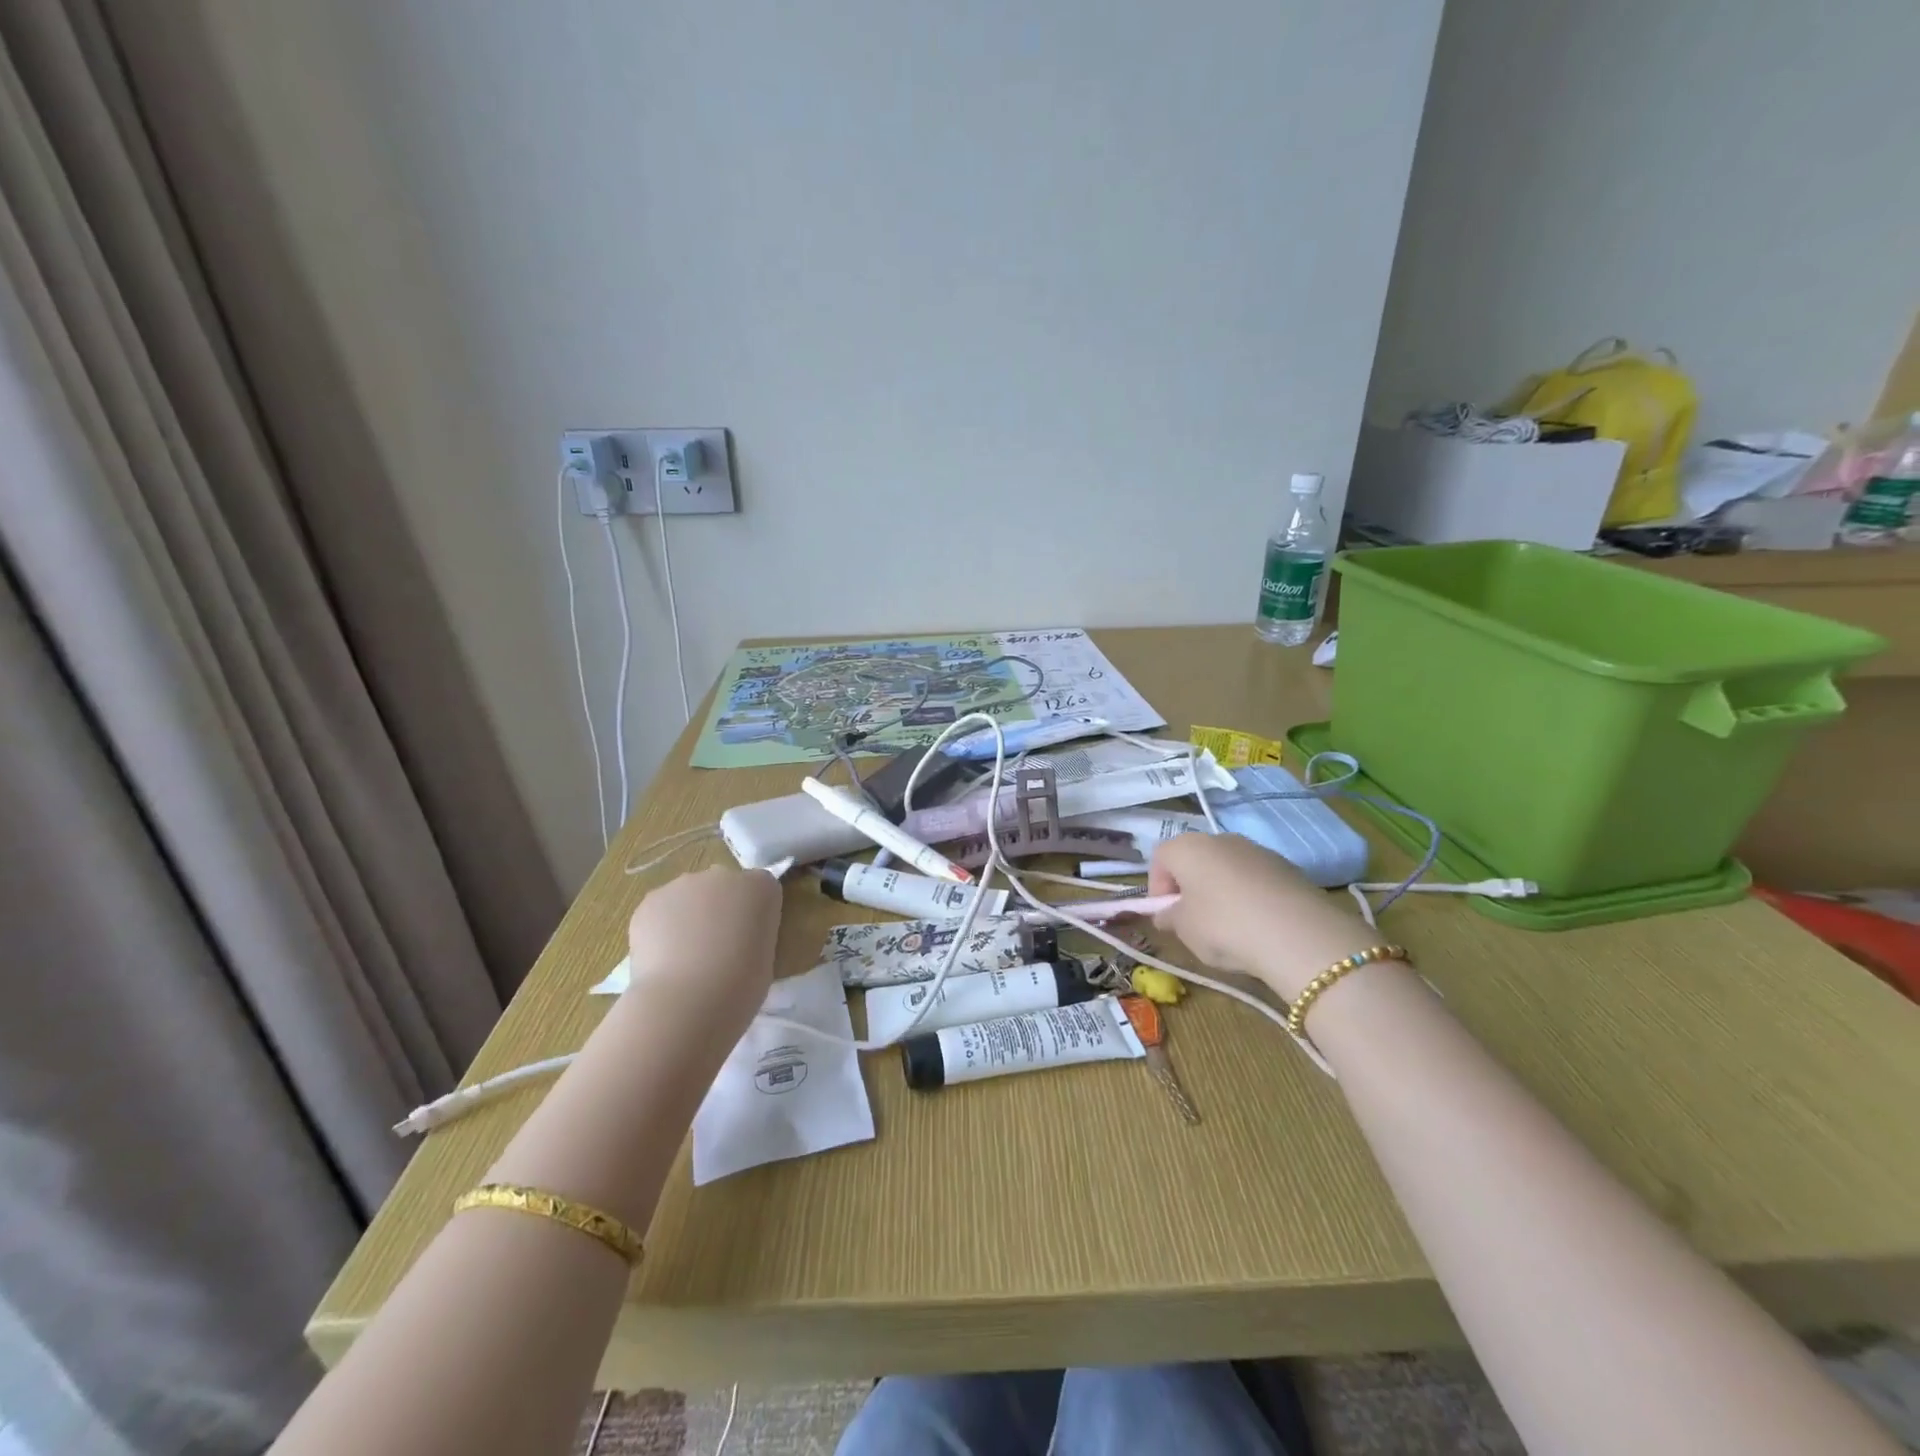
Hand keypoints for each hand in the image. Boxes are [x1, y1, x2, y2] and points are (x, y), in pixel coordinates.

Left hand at [624, 866, 781, 1016]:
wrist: (688, 1000)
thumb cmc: (742, 985)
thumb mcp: (766, 956)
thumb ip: (752, 935)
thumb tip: (733, 941)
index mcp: (762, 887)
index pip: (761, 889)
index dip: (753, 914)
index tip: (748, 940)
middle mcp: (724, 876)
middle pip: (723, 887)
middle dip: (719, 910)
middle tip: (714, 949)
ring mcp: (684, 885)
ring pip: (688, 897)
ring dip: (688, 918)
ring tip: (682, 959)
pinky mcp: (651, 900)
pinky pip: (660, 910)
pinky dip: (660, 929)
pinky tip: (661, 959)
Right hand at [1148, 834, 1379, 998]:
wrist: (1297, 935)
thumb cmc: (1224, 927)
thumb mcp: (1184, 930)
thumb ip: (1169, 918)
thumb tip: (1166, 914)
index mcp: (1187, 847)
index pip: (1160, 858)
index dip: (1157, 888)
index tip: (1166, 916)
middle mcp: (1220, 838)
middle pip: (1195, 859)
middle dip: (1190, 887)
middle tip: (1194, 921)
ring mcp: (1256, 849)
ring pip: (1227, 868)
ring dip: (1221, 891)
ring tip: (1230, 927)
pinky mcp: (1286, 866)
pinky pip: (1255, 879)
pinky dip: (1250, 896)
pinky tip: (1258, 925)